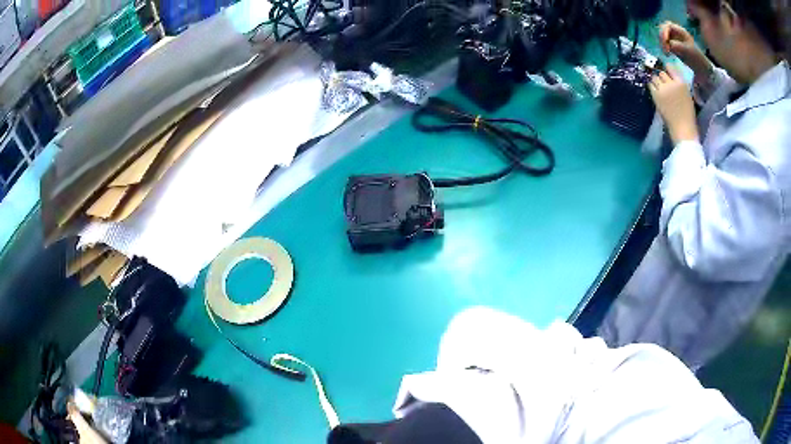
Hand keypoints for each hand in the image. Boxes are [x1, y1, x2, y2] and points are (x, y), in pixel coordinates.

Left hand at [649, 68, 698, 144]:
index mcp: (681, 83)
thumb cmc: (687, 114)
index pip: (670, 67)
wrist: (683, 128)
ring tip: (658, 88)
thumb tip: (671, 75)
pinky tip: (655, 91)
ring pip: (654, 77)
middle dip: (661, 77)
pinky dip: (652, 86)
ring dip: (655, 81)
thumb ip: (679, 84)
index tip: (665, 70)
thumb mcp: (687, 95)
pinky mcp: (656, 96)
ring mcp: (663, 89)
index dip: (666, 67)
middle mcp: (671, 83)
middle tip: (662, 83)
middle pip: (661, 73)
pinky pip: (650, 85)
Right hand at [658, 21, 710, 75]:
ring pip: (663, 37)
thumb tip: (668, 44)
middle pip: (663, 30)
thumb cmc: (696, 59)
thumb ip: (677, 45)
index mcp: (680, 31)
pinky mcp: (673, 47)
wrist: (702, 69)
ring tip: (666, 53)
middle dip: (662, 38)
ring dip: (662, 43)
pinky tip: (667, 54)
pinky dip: (664, 48)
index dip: (664, 31)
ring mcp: (674, 40)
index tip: (666, 42)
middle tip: (665, 48)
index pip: (668, 25)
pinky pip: (665, 44)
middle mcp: (676, 33)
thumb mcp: (688, 51)